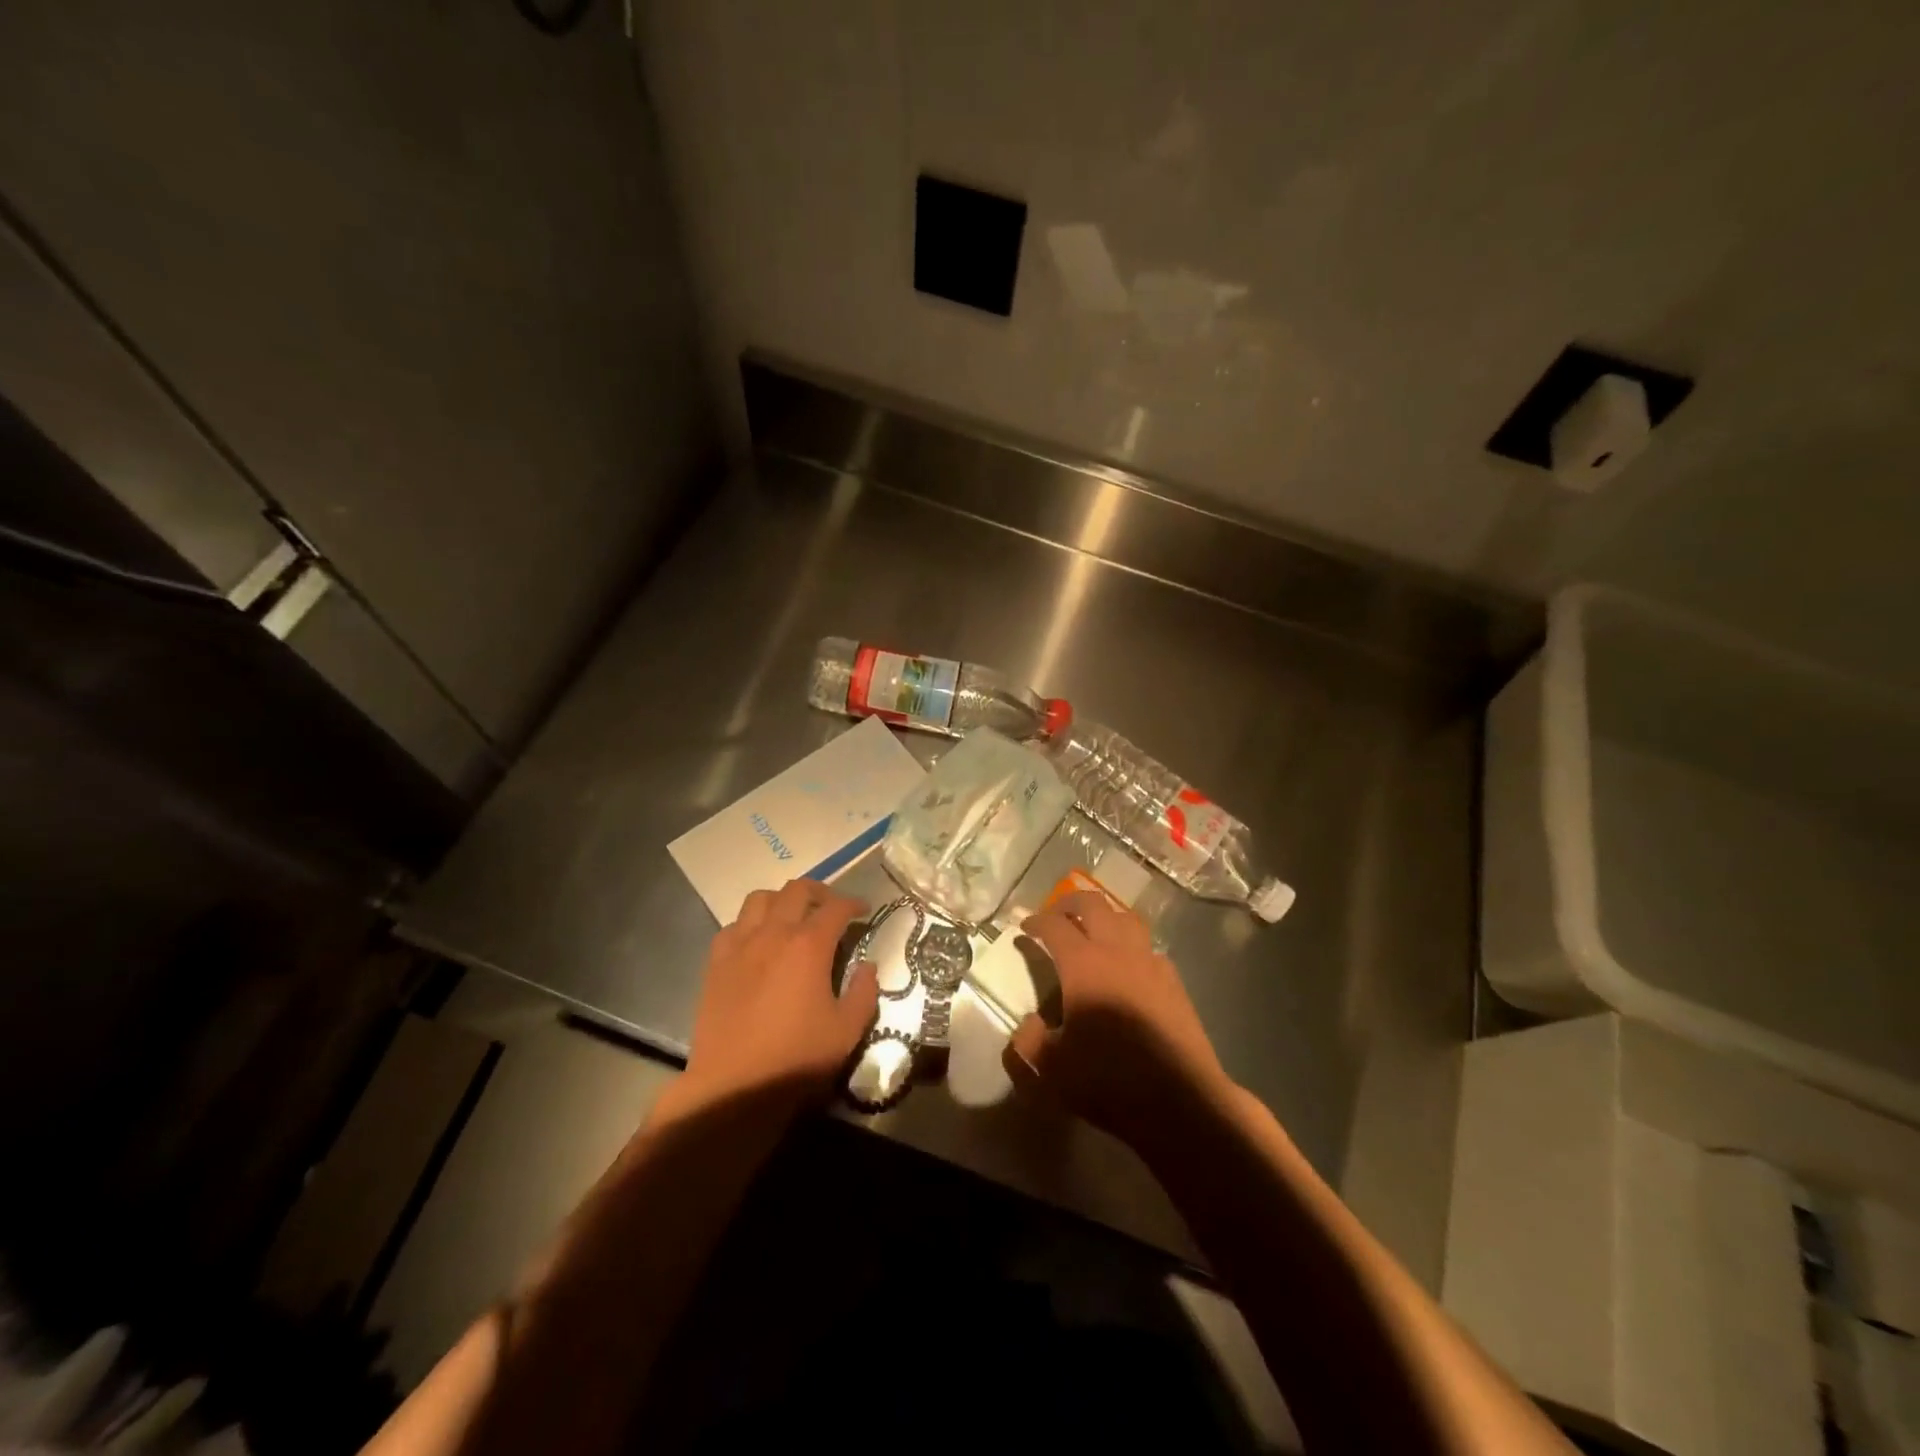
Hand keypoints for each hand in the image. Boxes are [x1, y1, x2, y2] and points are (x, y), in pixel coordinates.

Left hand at [682, 879, 878, 1112]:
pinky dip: (750, 923)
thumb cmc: (796, 1058)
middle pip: (797, 890)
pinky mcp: (716, 962)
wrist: (734, 1085)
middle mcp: (774, 933)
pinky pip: (733, 925)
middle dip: (820, 891)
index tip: (864, 910)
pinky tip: (758, 941)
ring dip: (782, 899)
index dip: (854, 903)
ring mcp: (740, 945)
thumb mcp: (847, 1030)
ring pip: (760, 898)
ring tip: (793, 916)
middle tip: (831, 907)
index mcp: (809, 945)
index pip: (836, 907)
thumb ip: (863, 992)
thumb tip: (868, 967)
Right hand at [1004, 890, 1231, 1155]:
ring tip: (1091, 929)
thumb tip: (1028, 1024)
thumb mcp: (1051, 1070)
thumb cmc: (1110, 1082)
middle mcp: (1118, 952)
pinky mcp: (1173, 980)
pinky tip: (1126, 965)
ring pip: (1125, 917)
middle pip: (1093, 905)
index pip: (1054, 926)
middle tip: (1055, 915)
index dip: (1036, 921)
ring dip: (1103, 915)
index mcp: (1084, 965)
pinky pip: (1147, 946)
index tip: (1024, 927)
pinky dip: (1129, 943)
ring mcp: (1150, 962)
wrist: (1181, 1102)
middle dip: (1069, 903)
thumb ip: (1029, 1042)